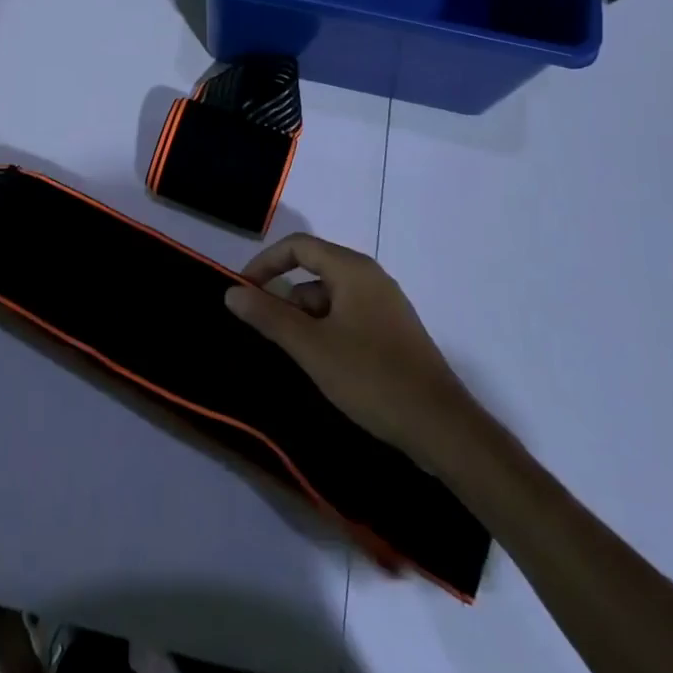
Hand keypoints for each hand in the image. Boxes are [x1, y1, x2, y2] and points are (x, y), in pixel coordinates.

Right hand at [227, 234, 483, 467]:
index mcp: (353, 270)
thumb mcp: (311, 347)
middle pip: (313, 271)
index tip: (242, 292)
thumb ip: (269, 316)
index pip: (298, 246)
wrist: (440, 426)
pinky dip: (326, 331)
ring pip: (330, 298)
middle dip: (284, 297)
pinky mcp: (392, 332)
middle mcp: (371, 278)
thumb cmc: (371, 377)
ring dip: (305, 319)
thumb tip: (232, 292)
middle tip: (265, 332)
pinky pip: (347, 317)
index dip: (265, 263)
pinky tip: (322, 365)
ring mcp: (385, 306)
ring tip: (294, 356)